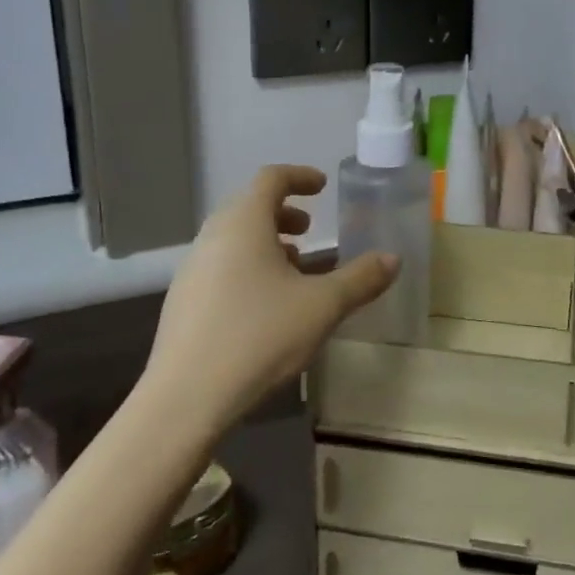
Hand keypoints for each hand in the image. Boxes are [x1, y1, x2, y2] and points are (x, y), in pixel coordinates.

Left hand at [144, 165, 397, 431]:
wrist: (186, 398)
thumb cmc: (260, 336)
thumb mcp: (322, 307)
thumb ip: (360, 279)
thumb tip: (392, 259)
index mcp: (244, 223)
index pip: (270, 178)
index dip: (299, 176)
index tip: (322, 186)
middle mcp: (213, 237)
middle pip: (248, 206)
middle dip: (283, 212)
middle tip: (309, 231)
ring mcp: (191, 270)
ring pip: (233, 239)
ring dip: (265, 242)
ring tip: (293, 270)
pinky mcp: (182, 302)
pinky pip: (220, 266)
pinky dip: (247, 267)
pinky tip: (265, 305)